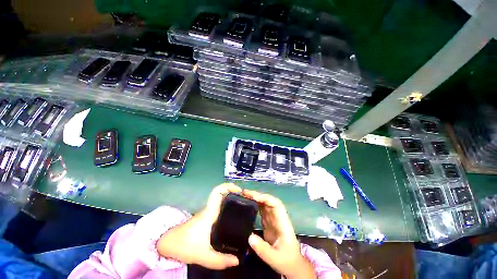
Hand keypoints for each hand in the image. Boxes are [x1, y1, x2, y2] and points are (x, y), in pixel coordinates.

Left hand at [157, 183, 241, 268]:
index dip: (228, 186)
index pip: (217, 192)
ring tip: (241, 204)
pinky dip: (226, 204)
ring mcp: (206, 212)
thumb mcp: (203, 256)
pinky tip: (232, 214)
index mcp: (209, 213)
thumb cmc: (184, 245)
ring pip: (219, 199)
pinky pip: (217, 206)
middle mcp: (209, 209)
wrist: (167, 243)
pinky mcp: (205, 216)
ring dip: (229, 197)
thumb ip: (220, 260)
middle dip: (232, 191)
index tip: (239, 189)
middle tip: (244, 197)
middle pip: (220, 193)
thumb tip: (237, 260)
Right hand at [243, 190, 315, 278]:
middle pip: (269, 201)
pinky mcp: (269, 223)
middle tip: (245, 193)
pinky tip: (248, 204)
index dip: (265, 198)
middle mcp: (278, 218)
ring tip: (244, 196)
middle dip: (258, 195)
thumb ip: (262, 249)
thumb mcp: (275, 259)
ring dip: (256, 198)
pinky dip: (255, 205)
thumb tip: (249, 236)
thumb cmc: (287, 261)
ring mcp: (273, 220)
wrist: (293, 266)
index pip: (276, 204)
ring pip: (265, 204)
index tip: (254, 197)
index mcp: (283, 223)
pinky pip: (262, 210)